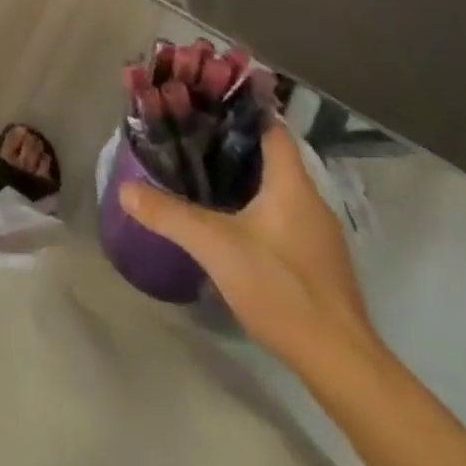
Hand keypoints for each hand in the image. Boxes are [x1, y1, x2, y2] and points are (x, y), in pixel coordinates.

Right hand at [119, 125, 370, 366]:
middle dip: (232, 143)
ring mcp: (318, 234)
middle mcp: (310, 200)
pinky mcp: (317, 262)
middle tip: (190, 135)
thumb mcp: (215, 246)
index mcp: (292, 183)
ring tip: (201, 172)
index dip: (239, 110)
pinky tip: (229, 220)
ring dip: (243, 177)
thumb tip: (125, 189)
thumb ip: (169, 214)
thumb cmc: (282, 287)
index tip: (204, 102)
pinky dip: (256, 207)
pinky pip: (282, 216)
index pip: (270, 127)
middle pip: (270, 155)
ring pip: (276, 187)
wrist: (340, 364)